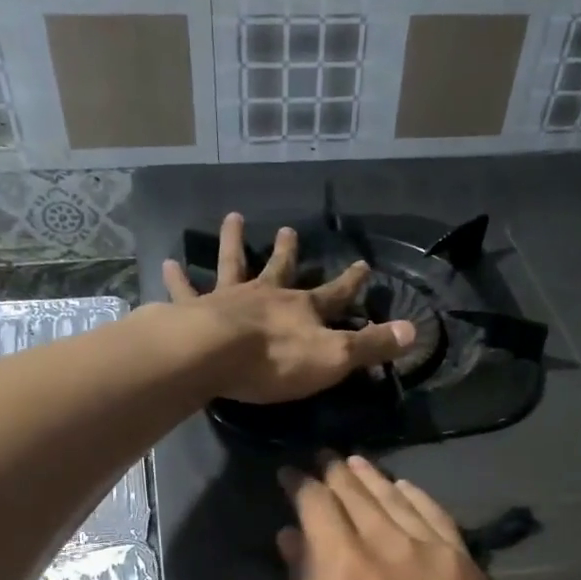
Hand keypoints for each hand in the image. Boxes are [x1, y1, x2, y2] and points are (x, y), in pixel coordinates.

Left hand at [162, 213, 415, 403]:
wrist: (216, 355)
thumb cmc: (277, 361)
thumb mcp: (335, 357)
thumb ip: (372, 344)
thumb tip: (414, 330)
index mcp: (303, 309)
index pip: (336, 294)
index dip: (351, 281)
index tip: (363, 264)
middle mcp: (267, 295)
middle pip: (280, 268)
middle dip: (288, 251)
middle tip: (288, 230)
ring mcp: (230, 298)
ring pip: (233, 264)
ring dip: (233, 242)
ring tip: (231, 218)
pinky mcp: (196, 309)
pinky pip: (186, 290)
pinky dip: (177, 278)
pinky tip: (167, 263)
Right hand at [278, 456, 521, 579]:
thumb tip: (291, 538)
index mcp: (342, 565)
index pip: (316, 504)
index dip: (299, 485)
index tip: (289, 476)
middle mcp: (385, 542)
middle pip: (354, 491)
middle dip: (332, 472)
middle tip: (320, 458)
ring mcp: (429, 547)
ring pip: (393, 495)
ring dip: (369, 475)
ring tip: (352, 462)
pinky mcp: (461, 558)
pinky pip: (433, 512)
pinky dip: (413, 494)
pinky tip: (402, 486)